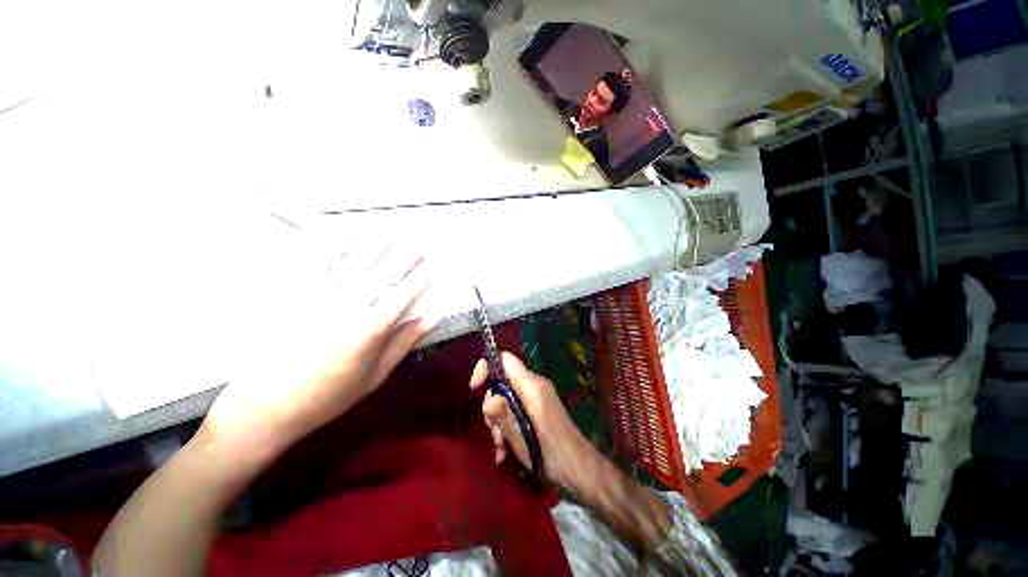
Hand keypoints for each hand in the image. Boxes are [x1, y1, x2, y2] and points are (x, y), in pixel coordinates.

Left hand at [200, 241, 433, 460]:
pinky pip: (313, 264)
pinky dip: (330, 245)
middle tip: (416, 241)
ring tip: (388, 230)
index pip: (403, 295)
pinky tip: (342, 234)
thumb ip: (402, 344)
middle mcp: (348, 307)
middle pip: (382, 273)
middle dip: (403, 255)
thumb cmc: (327, 396)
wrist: (265, 407)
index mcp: (370, 330)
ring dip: (374, 244)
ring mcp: (318, 298)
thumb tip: (430, 319)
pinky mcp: (292, 295)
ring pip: (352, 262)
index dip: (420, 278)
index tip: (431, 265)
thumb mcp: (374, 377)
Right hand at [470, 352, 599, 492]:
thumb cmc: (551, 453)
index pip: (505, 359)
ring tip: (502, 447)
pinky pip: (516, 409)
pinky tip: (506, 452)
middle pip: (502, 382)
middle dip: (492, 406)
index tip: (474, 388)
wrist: (580, 470)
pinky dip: (508, 426)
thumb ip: (503, 415)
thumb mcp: (522, 437)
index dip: (486, 367)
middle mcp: (534, 385)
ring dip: (499, 422)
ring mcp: (537, 397)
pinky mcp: (539, 409)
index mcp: (531, 385)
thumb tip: (488, 400)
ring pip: (507, 398)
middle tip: (495, 433)